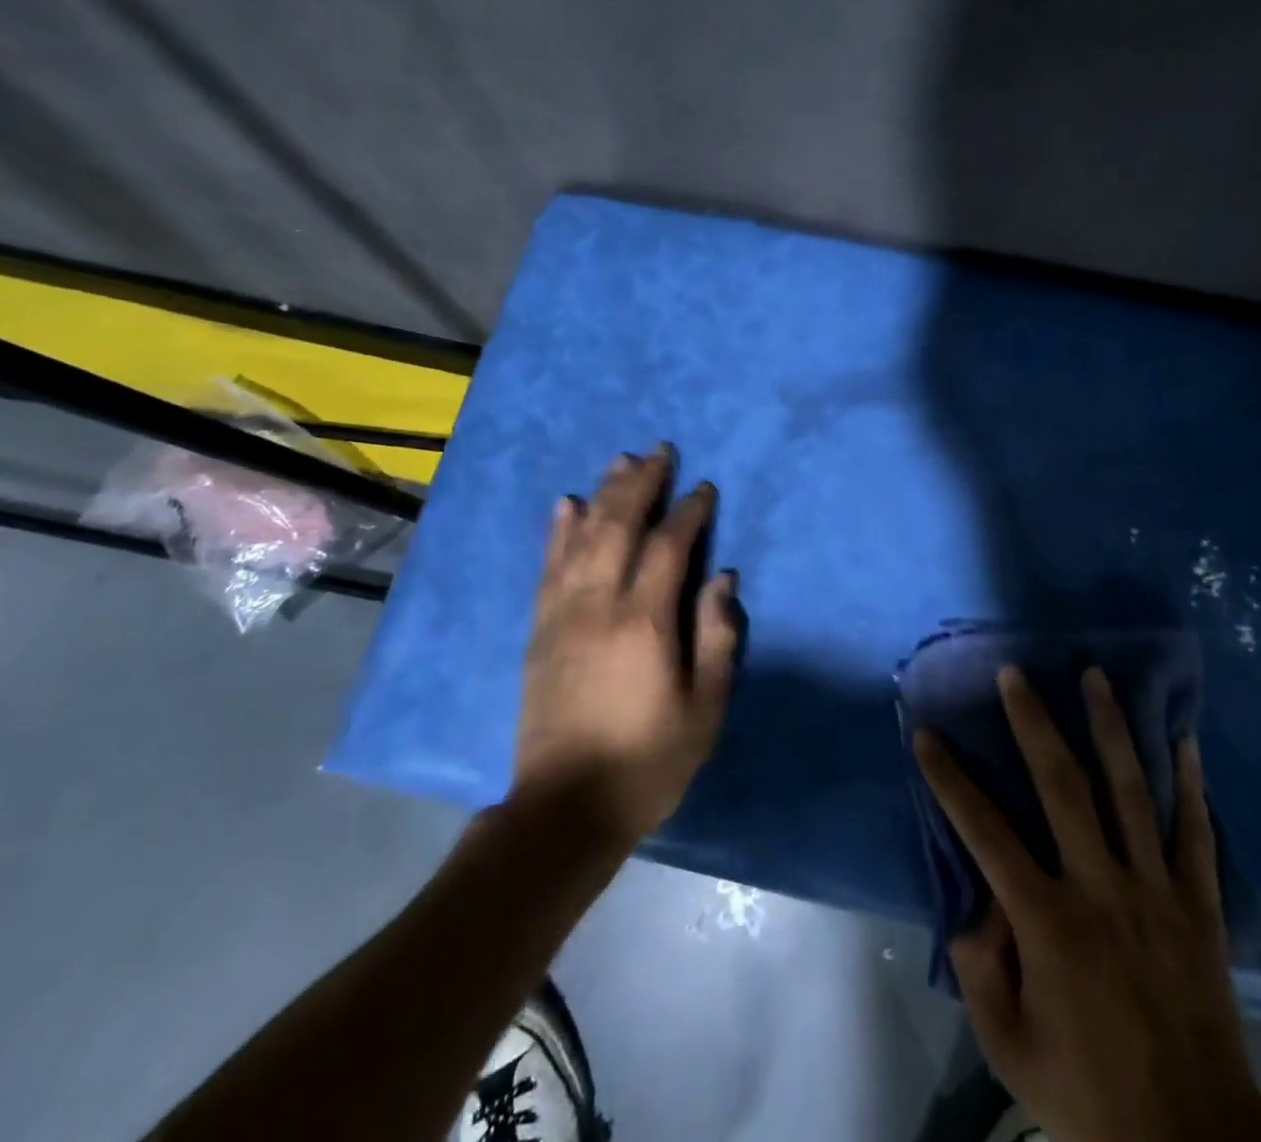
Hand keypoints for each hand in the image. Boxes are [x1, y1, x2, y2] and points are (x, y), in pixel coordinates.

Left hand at [513, 446, 739, 843]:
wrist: (564, 809)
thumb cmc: (648, 761)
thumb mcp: (705, 709)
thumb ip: (716, 638)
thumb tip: (721, 579)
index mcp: (645, 622)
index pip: (668, 547)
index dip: (688, 512)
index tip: (703, 488)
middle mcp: (598, 605)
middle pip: (619, 526)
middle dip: (641, 484)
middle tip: (659, 453)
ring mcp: (562, 615)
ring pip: (581, 537)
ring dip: (602, 494)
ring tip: (619, 461)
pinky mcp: (539, 630)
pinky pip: (547, 567)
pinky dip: (557, 531)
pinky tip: (565, 504)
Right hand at [913, 667, 1260, 1141]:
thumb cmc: (1086, 1095)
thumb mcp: (1007, 1043)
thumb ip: (979, 966)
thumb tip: (971, 899)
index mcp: (1047, 922)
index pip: (985, 833)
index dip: (950, 780)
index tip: (926, 735)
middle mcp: (1100, 888)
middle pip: (1062, 787)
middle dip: (1034, 723)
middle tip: (1015, 673)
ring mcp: (1155, 891)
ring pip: (1130, 792)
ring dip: (1109, 728)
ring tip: (1095, 676)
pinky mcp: (1198, 906)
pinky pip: (1195, 833)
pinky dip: (1190, 783)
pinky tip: (1183, 737)